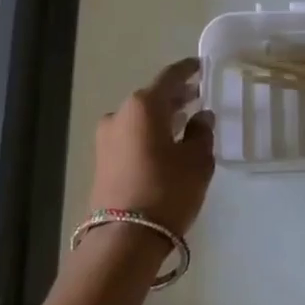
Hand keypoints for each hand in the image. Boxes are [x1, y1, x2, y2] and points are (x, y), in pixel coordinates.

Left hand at [88, 58, 215, 236]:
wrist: (125, 237)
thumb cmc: (167, 190)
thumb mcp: (197, 161)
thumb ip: (202, 133)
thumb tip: (201, 117)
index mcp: (143, 106)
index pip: (170, 77)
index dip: (188, 70)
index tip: (201, 66)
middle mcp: (120, 114)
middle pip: (152, 97)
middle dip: (176, 96)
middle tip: (198, 96)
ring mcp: (106, 138)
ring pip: (140, 118)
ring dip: (162, 118)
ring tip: (185, 122)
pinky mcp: (102, 161)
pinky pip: (131, 137)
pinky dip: (150, 134)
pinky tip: (167, 144)